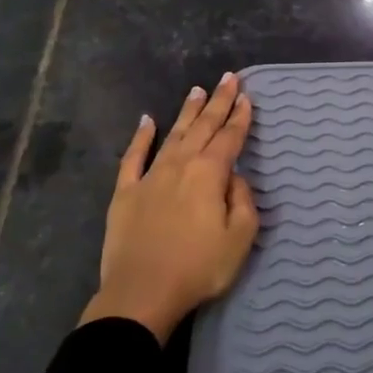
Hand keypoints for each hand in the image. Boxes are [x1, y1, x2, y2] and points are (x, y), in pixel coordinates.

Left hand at [81, 72, 258, 343]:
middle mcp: (180, 165)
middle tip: (228, 78)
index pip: (229, 138)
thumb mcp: (240, 239)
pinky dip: (141, 137)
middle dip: (217, 102)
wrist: (141, 294)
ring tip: (196, 90)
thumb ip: (243, 202)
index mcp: (209, 174)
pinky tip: (147, 121)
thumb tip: (235, 179)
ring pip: (172, 135)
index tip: (247, 97)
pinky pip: (133, 157)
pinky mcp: (125, 193)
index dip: (240, 117)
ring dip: (186, 112)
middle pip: (203, 127)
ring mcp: (150, 176)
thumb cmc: (198, 268)